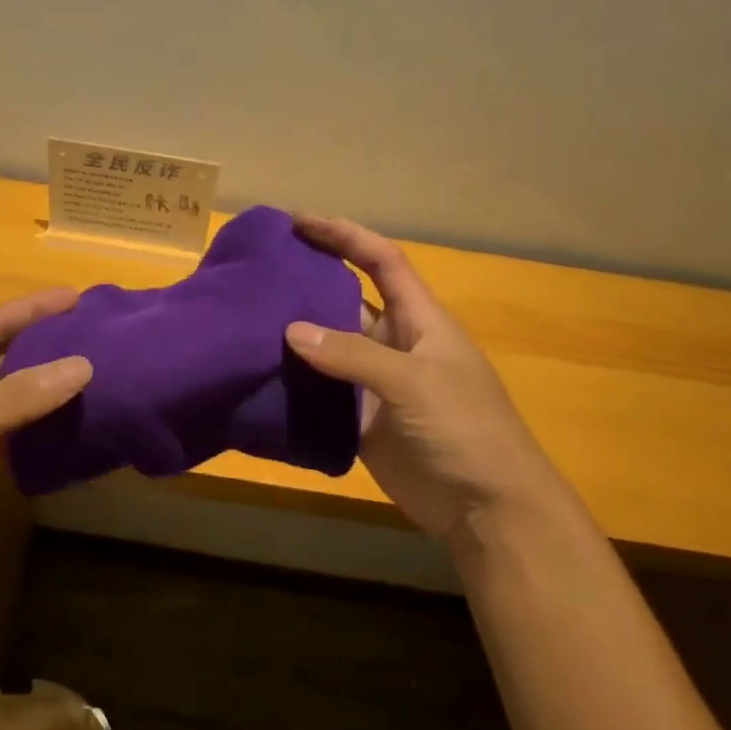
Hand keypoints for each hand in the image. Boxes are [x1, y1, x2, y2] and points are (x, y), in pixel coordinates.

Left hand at [0, 289, 92, 579]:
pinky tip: (75, 420)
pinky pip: (14, 430)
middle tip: (98, 334)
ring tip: (98, 371)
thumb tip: (83, 365)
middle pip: (6, 353)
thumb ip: (19, 396)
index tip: (79, 296)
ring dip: (48, 384)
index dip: (35, 307)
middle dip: (47, 341)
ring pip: (12, 393)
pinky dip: (41, 424)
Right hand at [284, 215, 561, 543]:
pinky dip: (295, 387)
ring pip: (329, 350)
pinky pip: (322, 395)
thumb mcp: (413, 382)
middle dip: (309, 284)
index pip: (382, 261)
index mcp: (419, 320)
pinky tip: (261, 378)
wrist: (484, 507)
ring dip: (296, 338)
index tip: (299, 222)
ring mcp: (376, 385)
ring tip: (246, 322)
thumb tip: (291, 330)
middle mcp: (395, 344)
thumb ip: (353, 355)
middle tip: (258, 274)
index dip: (345, 236)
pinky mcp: (361, 422)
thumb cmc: (464, 430)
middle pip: (348, 302)